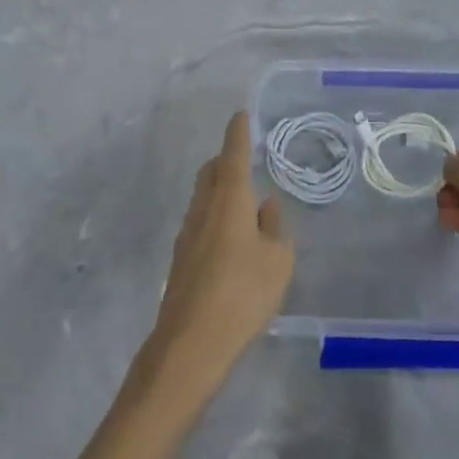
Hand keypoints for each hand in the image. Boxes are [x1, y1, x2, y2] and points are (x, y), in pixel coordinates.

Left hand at [146, 113, 293, 384]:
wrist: (190, 343)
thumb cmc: (242, 294)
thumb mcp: (277, 261)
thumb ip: (274, 227)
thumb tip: (266, 205)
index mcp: (230, 198)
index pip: (233, 152)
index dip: (238, 132)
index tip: (241, 115)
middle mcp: (204, 206)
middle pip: (212, 170)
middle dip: (227, 159)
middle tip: (248, 163)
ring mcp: (188, 232)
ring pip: (204, 195)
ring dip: (221, 189)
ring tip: (246, 205)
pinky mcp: (181, 257)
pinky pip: (200, 220)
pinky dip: (216, 215)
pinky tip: (232, 240)